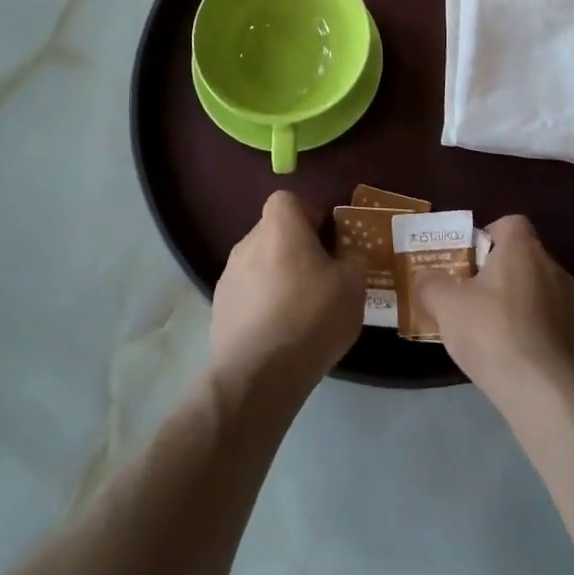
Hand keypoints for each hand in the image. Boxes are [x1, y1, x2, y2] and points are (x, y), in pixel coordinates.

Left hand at [210, 191, 362, 404]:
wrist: (259, 373)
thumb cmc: (312, 316)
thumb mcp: (353, 286)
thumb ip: (354, 261)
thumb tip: (350, 255)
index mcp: (279, 226)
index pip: (289, 201)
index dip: (309, 216)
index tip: (326, 243)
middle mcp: (248, 242)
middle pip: (274, 233)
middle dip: (295, 250)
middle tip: (319, 279)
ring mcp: (228, 276)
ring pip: (259, 264)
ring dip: (277, 278)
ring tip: (299, 312)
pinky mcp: (219, 308)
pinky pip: (247, 294)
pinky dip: (261, 305)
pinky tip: (278, 334)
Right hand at [421, 215, 573, 412]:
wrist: (546, 394)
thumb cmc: (493, 335)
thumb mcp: (445, 306)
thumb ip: (431, 284)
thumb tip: (426, 278)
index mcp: (522, 250)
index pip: (510, 224)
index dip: (490, 238)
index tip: (473, 264)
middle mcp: (556, 268)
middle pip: (529, 260)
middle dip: (508, 276)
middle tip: (482, 303)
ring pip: (550, 293)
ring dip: (533, 306)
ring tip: (509, 337)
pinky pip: (572, 328)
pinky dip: (557, 337)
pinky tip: (541, 357)